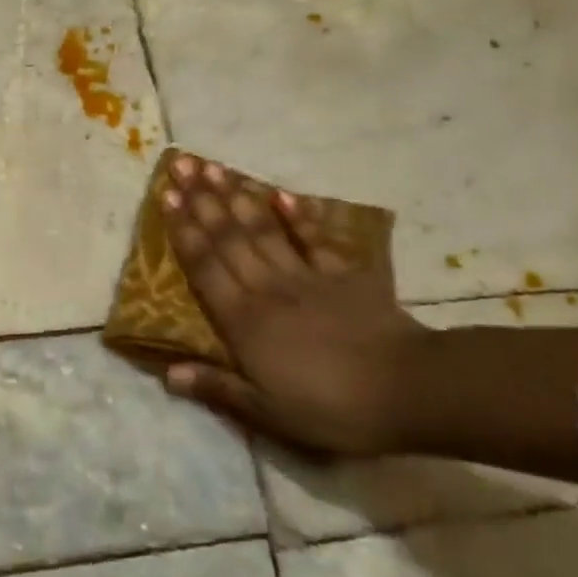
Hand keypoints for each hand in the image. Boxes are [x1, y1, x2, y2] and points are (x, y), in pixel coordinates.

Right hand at [158, 158, 425, 455]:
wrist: (411, 390)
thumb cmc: (332, 407)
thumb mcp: (268, 412)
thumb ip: (217, 386)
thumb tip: (167, 372)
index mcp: (243, 320)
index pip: (204, 266)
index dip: (183, 230)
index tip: (167, 196)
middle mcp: (267, 287)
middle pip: (228, 237)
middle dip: (202, 199)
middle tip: (181, 164)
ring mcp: (306, 276)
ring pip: (262, 229)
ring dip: (237, 197)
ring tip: (215, 167)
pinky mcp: (344, 275)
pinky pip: (315, 239)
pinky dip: (299, 216)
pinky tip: (281, 195)